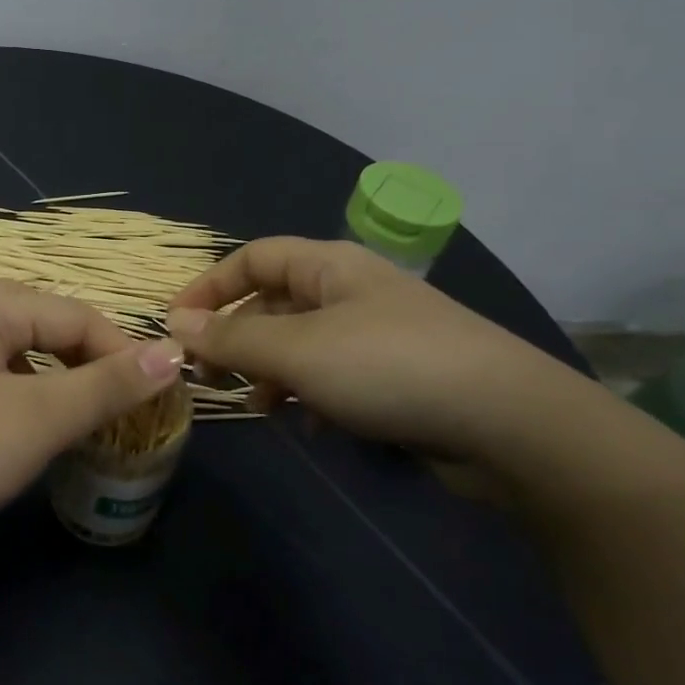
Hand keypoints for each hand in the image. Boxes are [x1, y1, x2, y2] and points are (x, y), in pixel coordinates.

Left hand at [0, 281, 183, 545]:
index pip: (79, 317)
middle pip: (51, 333)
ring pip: (24, 363)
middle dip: (93, 371)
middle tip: (127, 418)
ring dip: (62, 391)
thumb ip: (108, 385)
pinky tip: (33, 440)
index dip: (125, 354)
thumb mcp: (38, 417)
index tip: (160, 401)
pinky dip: (27, 407)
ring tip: (90, 430)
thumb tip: (173, 354)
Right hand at [166, 237, 563, 459]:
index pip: (252, 258)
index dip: (209, 287)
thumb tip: (176, 326)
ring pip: (302, 343)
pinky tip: (312, 426)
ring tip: (261, 408)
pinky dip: (312, 395)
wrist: (508, 422)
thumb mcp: (297, 351)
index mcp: (329, 265)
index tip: (176, 328)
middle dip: (238, 338)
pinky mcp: (397, 375)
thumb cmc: (388, 367)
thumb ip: (232, 340)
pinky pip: (334, 375)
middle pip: (274, 302)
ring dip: (271, 372)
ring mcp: (377, 333)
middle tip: (213, 379)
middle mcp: (351, 290)